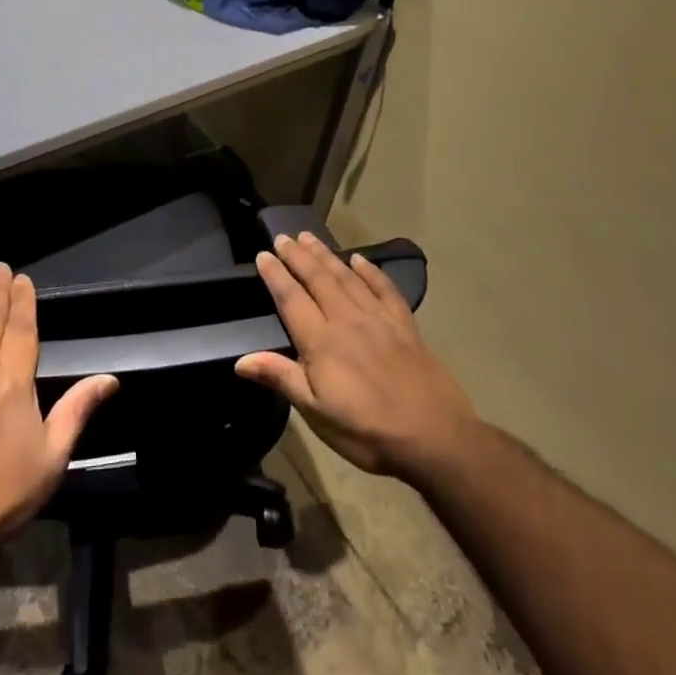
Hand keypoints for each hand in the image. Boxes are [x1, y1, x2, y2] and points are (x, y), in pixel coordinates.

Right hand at [236, 232, 478, 485]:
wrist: (435, 437)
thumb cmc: (367, 430)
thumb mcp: (317, 413)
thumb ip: (281, 378)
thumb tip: (240, 360)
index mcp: (321, 342)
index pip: (292, 299)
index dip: (276, 275)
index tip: (263, 254)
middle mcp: (347, 321)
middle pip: (318, 279)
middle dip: (298, 256)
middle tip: (283, 236)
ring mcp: (379, 319)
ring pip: (347, 277)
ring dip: (326, 255)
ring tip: (309, 237)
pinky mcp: (405, 325)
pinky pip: (384, 288)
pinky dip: (370, 272)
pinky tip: (360, 259)